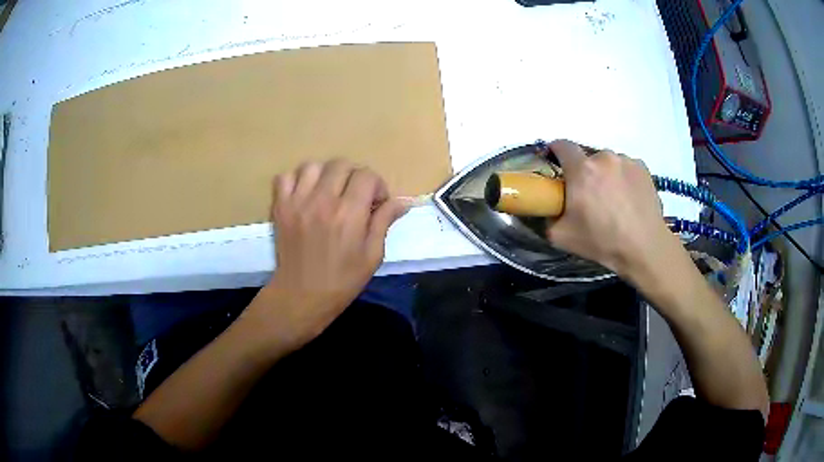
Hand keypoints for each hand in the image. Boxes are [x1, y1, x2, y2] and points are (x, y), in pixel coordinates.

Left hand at [249, 160, 407, 349]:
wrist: (302, 295)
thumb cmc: (343, 280)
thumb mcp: (373, 255)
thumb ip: (384, 222)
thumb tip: (403, 201)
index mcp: (349, 213)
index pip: (367, 175)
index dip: (377, 185)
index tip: (376, 202)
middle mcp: (322, 200)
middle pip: (341, 164)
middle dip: (354, 176)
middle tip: (354, 196)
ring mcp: (297, 201)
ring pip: (313, 166)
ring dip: (326, 175)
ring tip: (329, 193)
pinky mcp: (280, 206)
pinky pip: (285, 177)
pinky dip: (296, 180)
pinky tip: (305, 195)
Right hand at [545, 140, 675, 276]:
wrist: (644, 248)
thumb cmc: (602, 242)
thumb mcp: (561, 237)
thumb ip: (547, 217)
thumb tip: (546, 208)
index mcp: (582, 170)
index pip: (561, 145)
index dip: (555, 153)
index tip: (556, 167)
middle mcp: (604, 157)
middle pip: (587, 156)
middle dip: (584, 171)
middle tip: (588, 195)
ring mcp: (626, 161)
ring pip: (608, 162)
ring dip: (605, 174)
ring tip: (613, 199)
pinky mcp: (643, 167)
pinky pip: (626, 167)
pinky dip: (623, 178)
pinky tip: (628, 199)